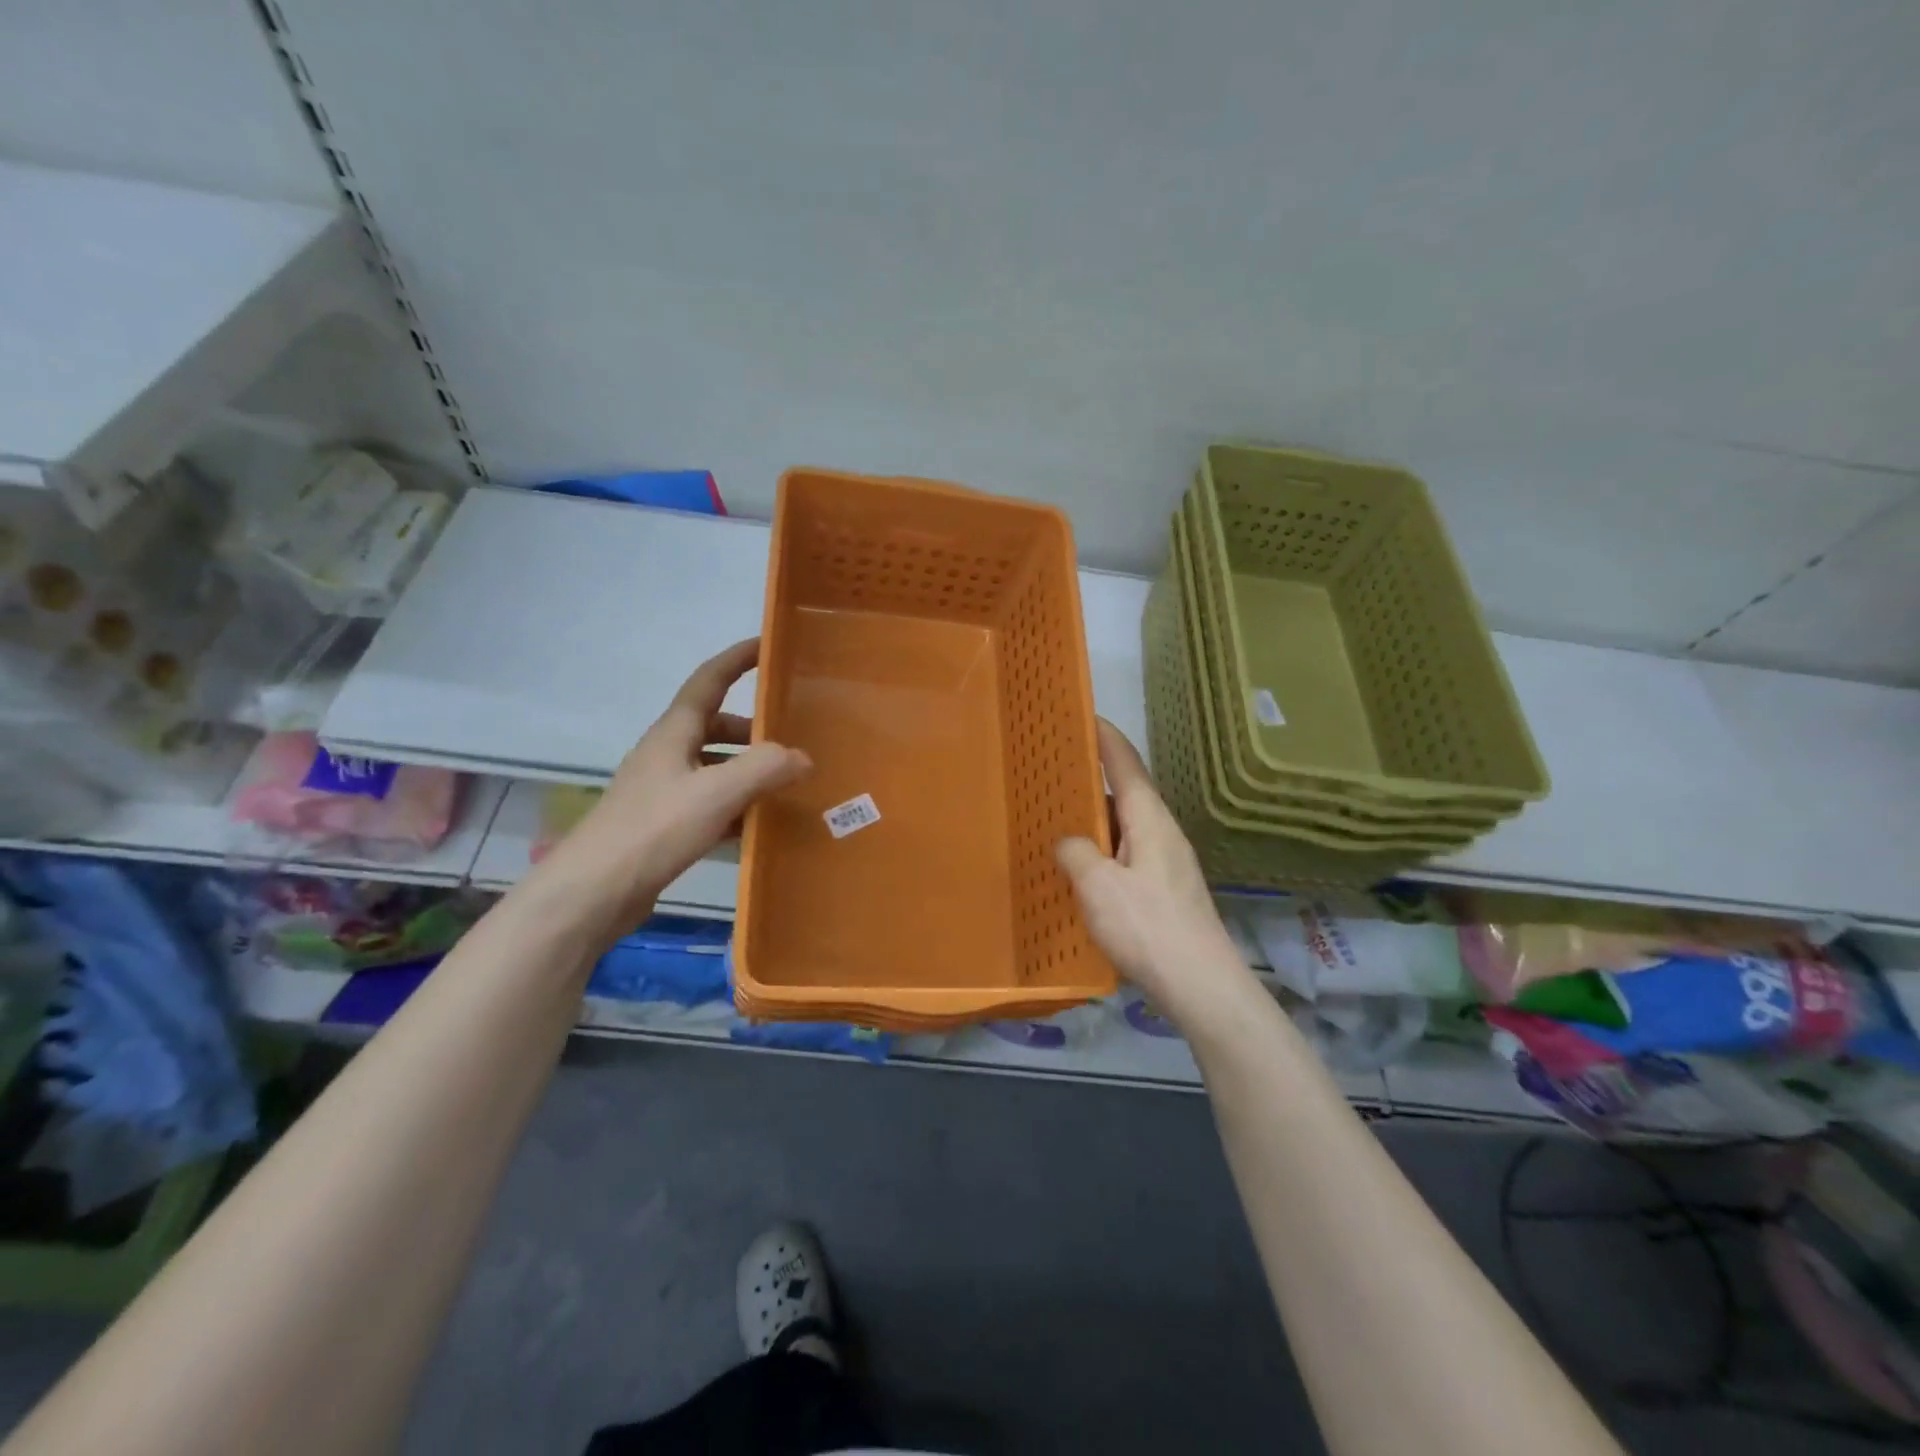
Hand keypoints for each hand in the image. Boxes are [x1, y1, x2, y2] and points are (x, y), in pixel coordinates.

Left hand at [537, 638, 810, 943]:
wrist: (594, 892)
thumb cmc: (654, 829)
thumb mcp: (717, 792)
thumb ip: (765, 768)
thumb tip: (803, 758)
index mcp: (674, 733)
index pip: (709, 680)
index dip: (738, 659)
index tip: (768, 645)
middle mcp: (668, 754)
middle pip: (716, 726)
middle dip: (754, 728)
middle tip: (794, 737)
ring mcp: (664, 791)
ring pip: (715, 767)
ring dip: (749, 770)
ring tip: (788, 784)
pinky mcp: (664, 825)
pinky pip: (711, 803)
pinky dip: (738, 806)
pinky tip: (761, 824)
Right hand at [1055, 719, 1250, 1020]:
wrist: (1200, 985)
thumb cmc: (1148, 926)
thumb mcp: (1097, 885)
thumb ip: (1076, 853)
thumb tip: (1071, 843)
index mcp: (1150, 820)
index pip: (1126, 765)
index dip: (1105, 738)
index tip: (1084, 715)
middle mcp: (1163, 834)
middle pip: (1125, 795)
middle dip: (1092, 780)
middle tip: (1052, 774)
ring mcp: (1167, 865)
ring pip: (1124, 829)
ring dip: (1094, 822)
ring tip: (1057, 820)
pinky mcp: (1165, 893)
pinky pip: (1126, 857)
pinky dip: (1102, 853)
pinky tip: (1079, 871)